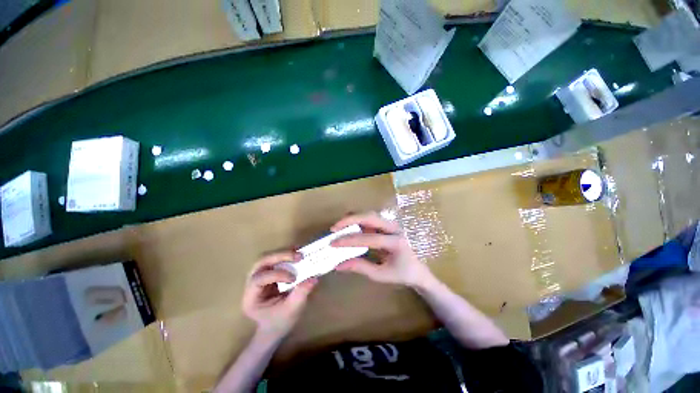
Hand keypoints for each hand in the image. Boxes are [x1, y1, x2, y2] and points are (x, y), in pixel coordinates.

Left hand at [242, 251, 317, 337]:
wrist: (274, 327)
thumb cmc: (279, 323)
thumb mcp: (291, 312)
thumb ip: (300, 294)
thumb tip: (313, 278)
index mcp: (251, 298)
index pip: (258, 280)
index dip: (276, 275)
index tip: (293, 278)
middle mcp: (252, 284)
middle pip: (261, 262)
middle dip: (280, 256)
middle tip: (298, 256)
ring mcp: (260, 276)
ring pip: (268, 257)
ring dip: (284, 253)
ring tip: (300, 253)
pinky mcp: (269, 271)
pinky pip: (276, 258)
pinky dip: (287, 254)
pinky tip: (298, 254)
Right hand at [331, 212, 433, 287]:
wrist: (418, 270)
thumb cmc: (401, 274)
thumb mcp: (380, 275)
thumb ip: (360, 267)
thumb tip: (338, 265)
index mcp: (396, 243)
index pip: (369, 238)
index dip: (350, 240)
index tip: (333, 243)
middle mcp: (395, 228)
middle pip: (370, 217)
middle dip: (350, 220)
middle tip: (334, 228)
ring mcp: (392, 224)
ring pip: (370, 214)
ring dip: (353, 218)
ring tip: (339, 226)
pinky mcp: (388, 224)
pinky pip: (371, 218)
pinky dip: (358, 220)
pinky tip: (349, 225)